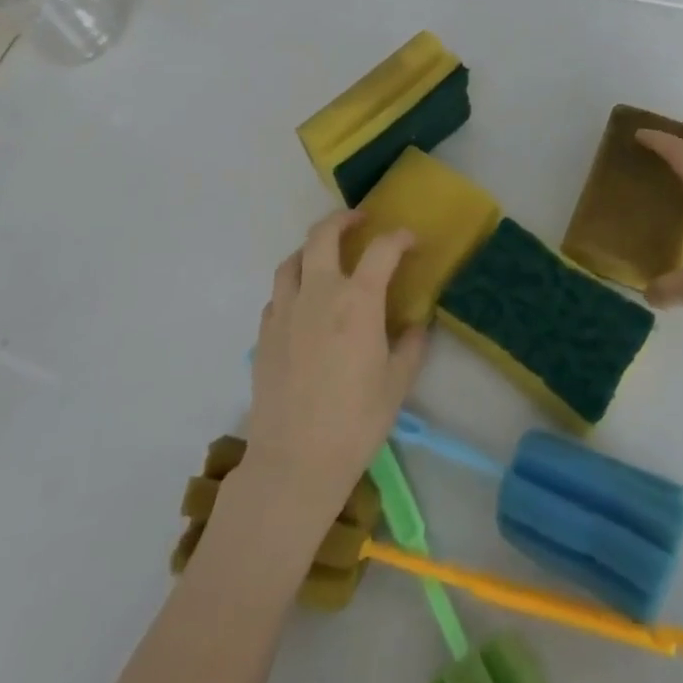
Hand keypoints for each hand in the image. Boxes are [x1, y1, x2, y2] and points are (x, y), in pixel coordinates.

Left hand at [245, 211, 429, 514]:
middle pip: (323, 235)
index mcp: (357, 301)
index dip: (400, 238)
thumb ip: (411, 345)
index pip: (382, 250)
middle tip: (359, 221)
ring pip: (292, 260)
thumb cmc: (355, 422)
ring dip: (311, 248)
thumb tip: (418, 323)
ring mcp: (284, 312)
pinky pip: (277, 294)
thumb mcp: (397, 384)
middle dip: (343, 219)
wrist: (294, 462)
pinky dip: (293, 285)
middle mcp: (318, 294)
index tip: (411, 241)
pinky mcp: (263, 334)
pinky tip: (303, 303)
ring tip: (326, 255)